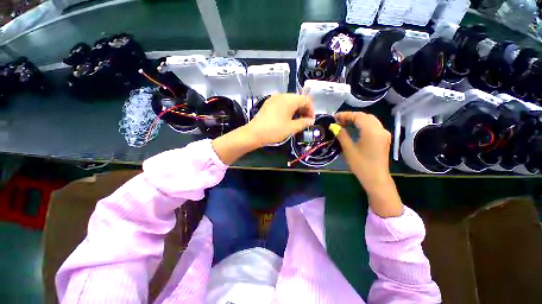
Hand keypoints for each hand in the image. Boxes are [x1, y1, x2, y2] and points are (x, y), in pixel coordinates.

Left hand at [212, 94, 314, 164]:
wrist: (254, 133)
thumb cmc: (274, 130)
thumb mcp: (291, 128)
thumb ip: (303, 123)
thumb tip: (310, 121)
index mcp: (289, 99)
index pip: (306, 100)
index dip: (311, 110)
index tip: (311, 121)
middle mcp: (282, 95)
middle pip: (298, 99)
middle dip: (304, 110)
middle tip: (305, 122)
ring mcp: (274, 98)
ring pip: (290, 102)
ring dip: (296, 110)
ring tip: (296, 122)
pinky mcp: (268, 103)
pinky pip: (282, 104)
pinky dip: (288, 110)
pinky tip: (286, 119)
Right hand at [334, 112, 402, 216]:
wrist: (376, 178)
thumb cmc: (361, 164)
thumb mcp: (348, 149)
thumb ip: (341, 135)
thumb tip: (333, 126)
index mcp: (371, 131)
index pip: (358, 116)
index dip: (345, 115)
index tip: (334, 117)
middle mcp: (380, 129)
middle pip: (365, 116)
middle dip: (351, 116)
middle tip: (338, 121)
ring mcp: (384, 133)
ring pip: (370, 120)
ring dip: (357, 120)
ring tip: (344, 124)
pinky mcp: (384, 139)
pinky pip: (373, 126)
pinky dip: (363, 124)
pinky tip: (355, 129)